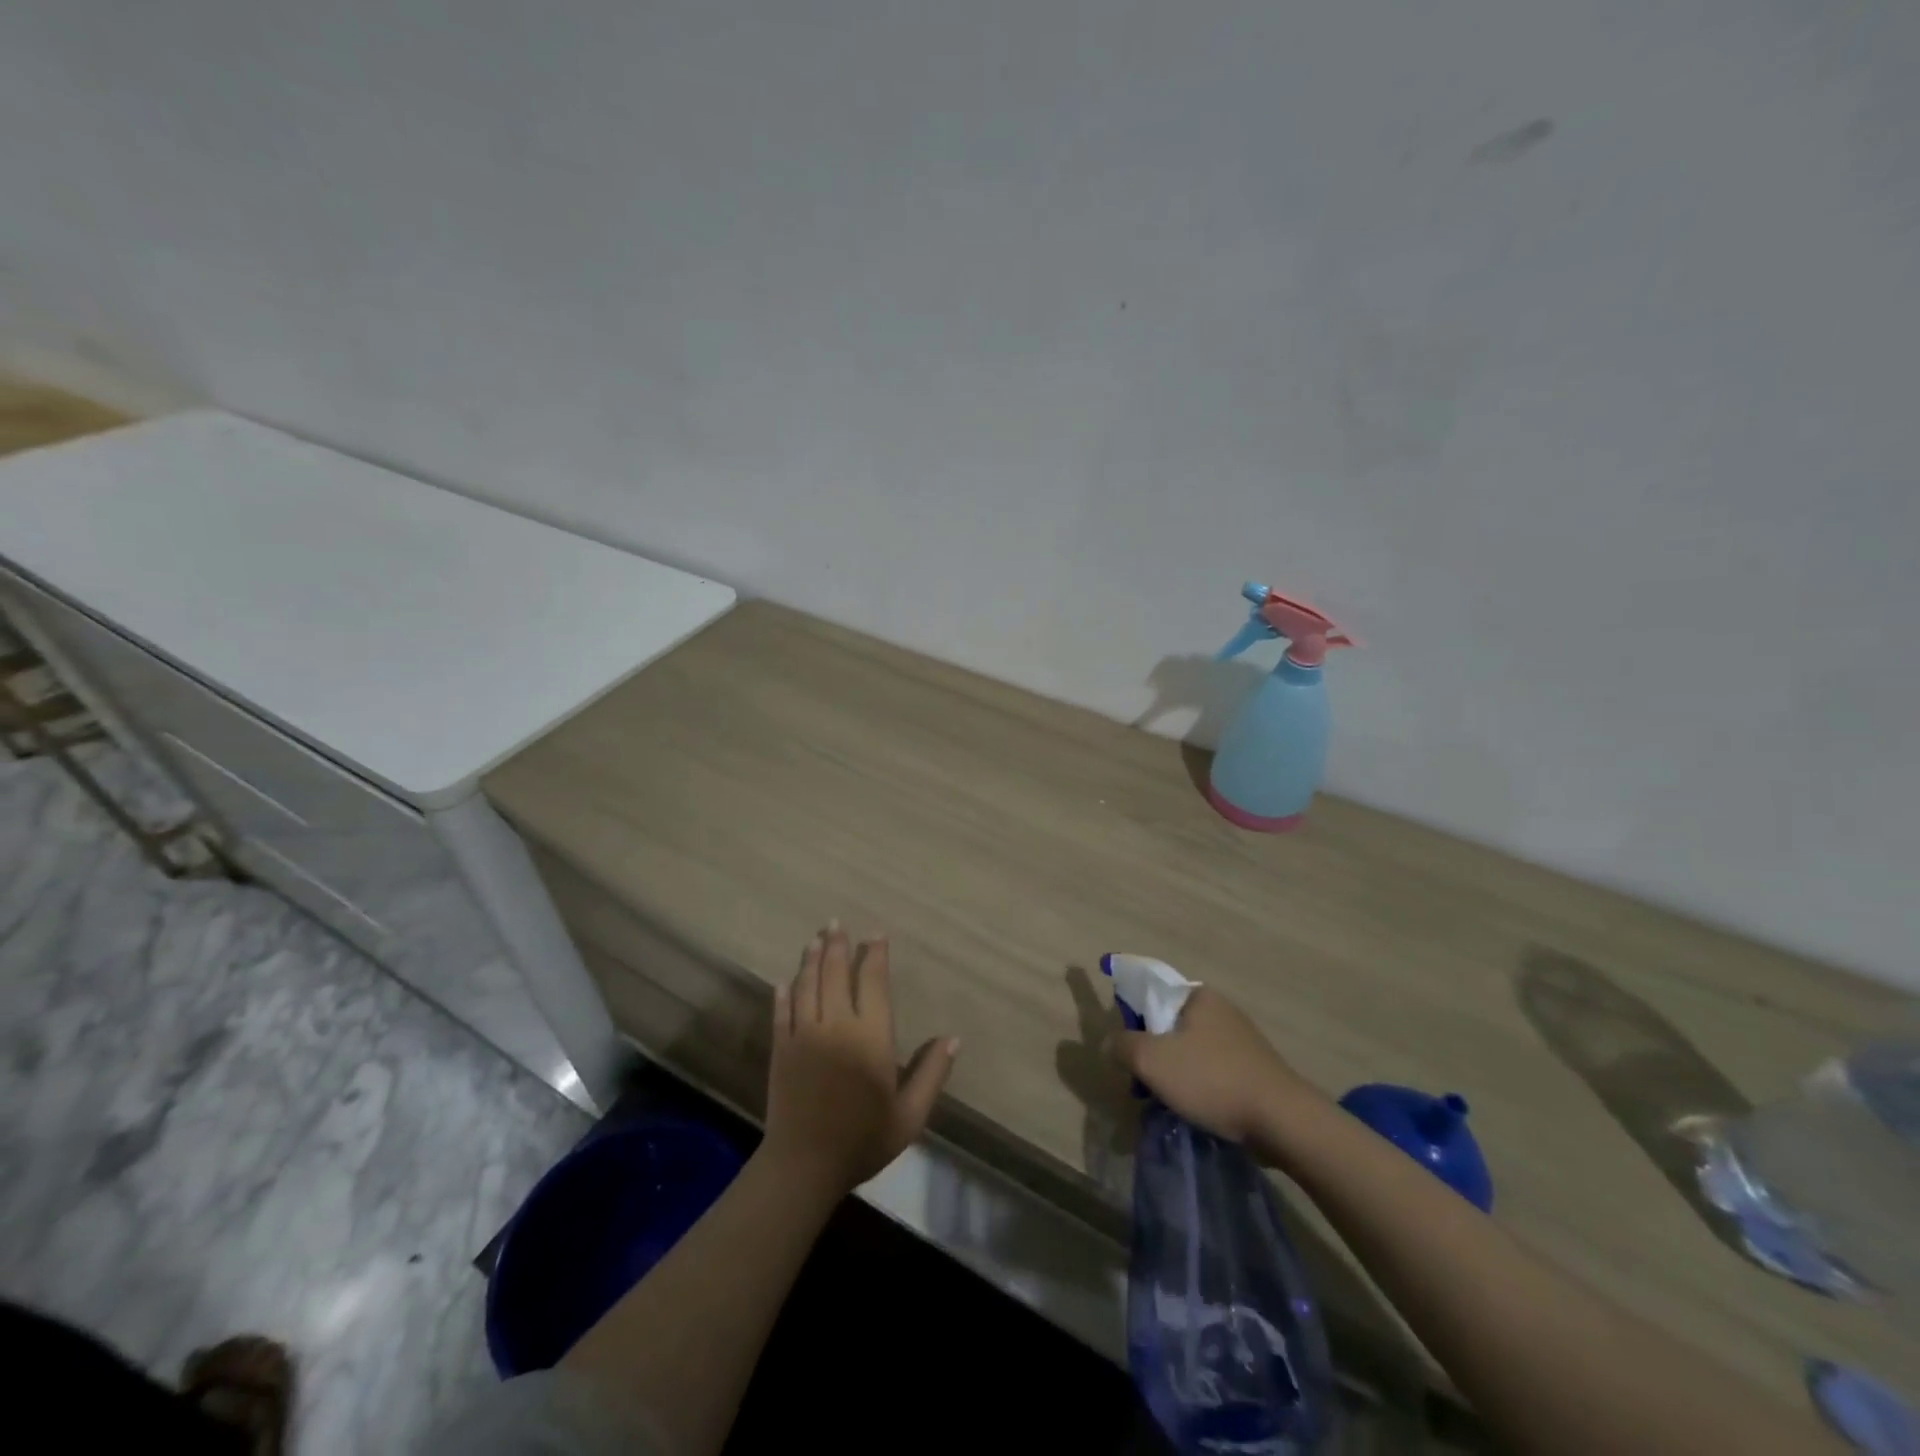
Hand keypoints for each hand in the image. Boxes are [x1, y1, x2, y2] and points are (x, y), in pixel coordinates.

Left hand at [762, 924, 958, 1197]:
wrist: (804, 1165)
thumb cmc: (863, 1139)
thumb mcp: (909, 1115)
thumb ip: (931, 1074)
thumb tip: (953, 1038)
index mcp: (870, 1037)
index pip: (873, 982)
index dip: (875, 954)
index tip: (876, 934)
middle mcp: (836, 1025)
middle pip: (835, 974)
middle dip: (837, 945)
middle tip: (835, 922)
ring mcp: (804, 1035)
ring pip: (806, 985)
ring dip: (811, 959)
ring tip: (815, 939)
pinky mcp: (781, 1049)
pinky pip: (781, 1012)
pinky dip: (784, 993)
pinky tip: (784, 981)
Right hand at [1110, 986, 1322, 1149]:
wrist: (1283, 1121)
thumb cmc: (1212, 1080)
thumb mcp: (1152, 1061)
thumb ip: (1123, 1045)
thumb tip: (1112, 1042)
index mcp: (1198, 995)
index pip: (1151, 994)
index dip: (1133, 1020)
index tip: (1128, 1051)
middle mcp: (1221, 1008)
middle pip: (1169, 1025)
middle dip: (1154, 1053)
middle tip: (1144, 1084)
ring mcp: (1242, 1038)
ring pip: (1191, 1051)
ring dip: (1175, 1074)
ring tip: (1169, 1103)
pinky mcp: (1255, 1067)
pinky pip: (1213, 1070)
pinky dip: (1200, 1086)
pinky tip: (1197, 1110)